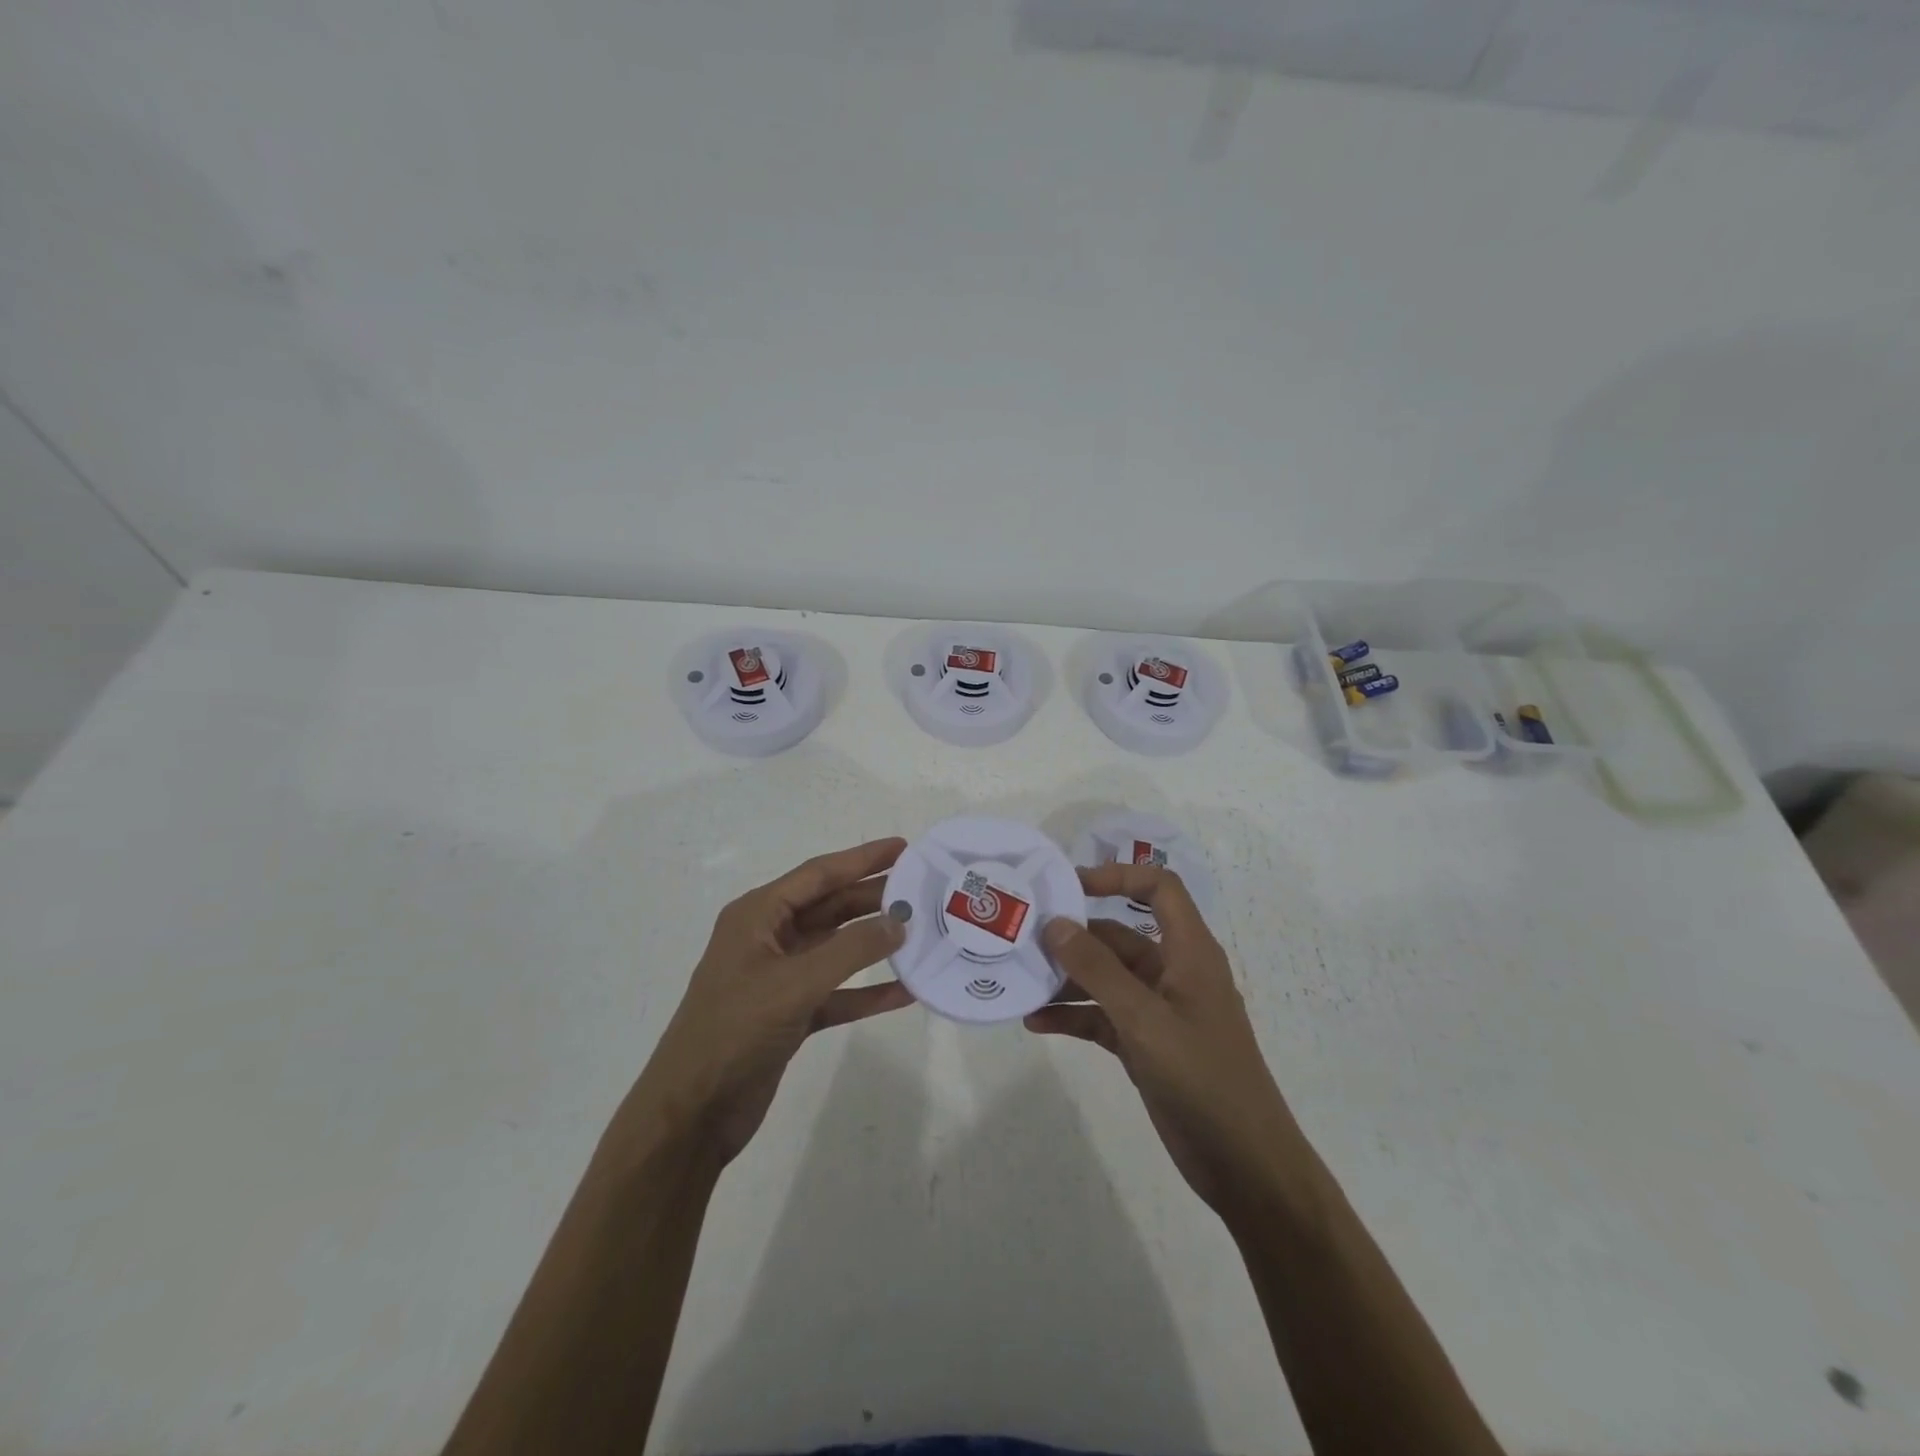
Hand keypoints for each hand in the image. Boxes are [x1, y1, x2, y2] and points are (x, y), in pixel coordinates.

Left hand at [622, 837, 911, 1168]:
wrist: (692, 1113)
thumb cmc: (735, 1031)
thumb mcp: (794, 983)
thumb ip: (850, 950)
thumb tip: (898, 921)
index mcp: (757, 916)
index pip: (818, 875)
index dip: (861, 859)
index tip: (903, 848)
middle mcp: (768, 939)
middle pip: (830, 907)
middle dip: (873, 897)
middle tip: (921, 889)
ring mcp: (779, 978)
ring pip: (836, 949)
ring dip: (874, 943)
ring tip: (921, 931)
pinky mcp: (790, 1014)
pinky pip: (837, 992)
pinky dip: (867, 991)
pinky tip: (905, 991)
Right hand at [1028, 863, 1300, 1215]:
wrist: (1244, 1165)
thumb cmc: (1202, 1078)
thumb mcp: (1144, 1019)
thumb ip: (1097, 970)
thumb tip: (1055, 924)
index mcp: (1189, 952)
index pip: (1159, 888)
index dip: (1118, 876)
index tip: (1070, 887)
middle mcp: (1173, 972)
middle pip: (1119, 935)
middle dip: (1074, 937)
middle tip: (1024, 939)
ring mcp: (1158, 1010)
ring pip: (1106, 978)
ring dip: (1067, 980)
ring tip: (1021, 982)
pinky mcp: (1146, 1044)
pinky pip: (1102, 1016)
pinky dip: (1073, 1016)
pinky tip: (1037, 1023)